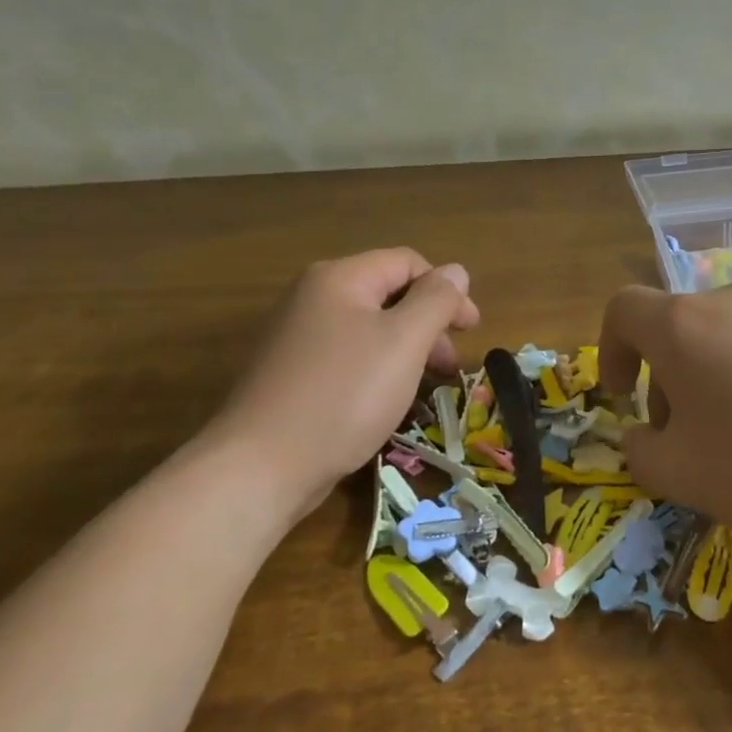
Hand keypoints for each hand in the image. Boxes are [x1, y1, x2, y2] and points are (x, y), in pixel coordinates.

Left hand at [200, 249, 479, 526]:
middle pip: (389, 294)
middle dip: (429, 324)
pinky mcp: (291, 373)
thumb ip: (436, 301)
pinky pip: (349, 356)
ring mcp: (297, 337)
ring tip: (426, 387)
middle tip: (450, 366)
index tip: (471, 331)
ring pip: (370, 329)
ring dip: (408, 350)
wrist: (260, 468)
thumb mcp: (404, 342)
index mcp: (340, 278)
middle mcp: (313, 297)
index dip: (447, 291)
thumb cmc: (343, 395)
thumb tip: (456, 271)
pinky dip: (379, 369)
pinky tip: (388, 401)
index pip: (407, 263)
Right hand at [598, 285, 731, 540]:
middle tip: (688, 436)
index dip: (610, 350)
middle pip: (681, 326)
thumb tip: (641, 435)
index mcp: (684, 327)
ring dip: (720, 374)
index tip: (624, 397)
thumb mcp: (685, 477)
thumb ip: (641, 453)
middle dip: (669, 377)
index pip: (623, 310)